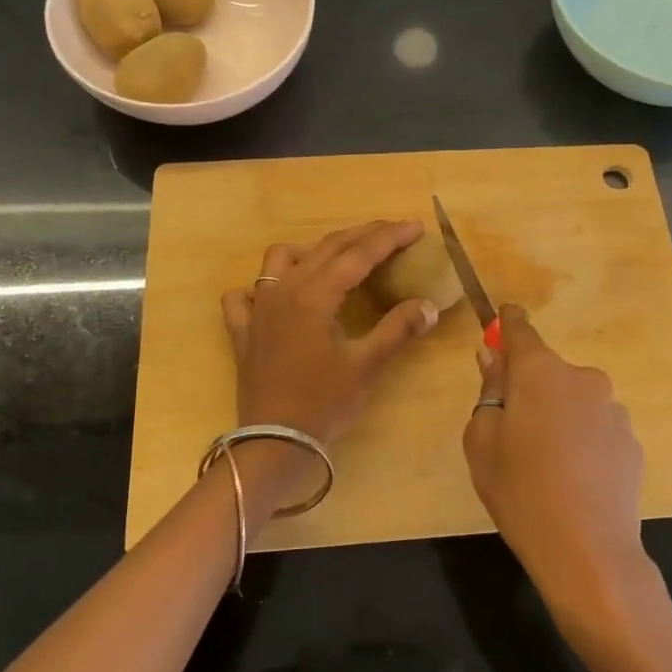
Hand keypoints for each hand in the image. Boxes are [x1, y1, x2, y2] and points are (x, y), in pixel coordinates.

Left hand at [221, 218, 439, 446]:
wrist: (274, 443)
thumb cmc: (324, 404)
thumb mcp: (367, 366)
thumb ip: (398, 329)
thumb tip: (429, 305)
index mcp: (315, 296)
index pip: (358, 255)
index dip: (389, 238)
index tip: (415, 227)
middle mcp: (284, 291)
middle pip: (326, 248)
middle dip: (362, 235)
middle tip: (393, 231)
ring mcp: (258, 309)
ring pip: (280, 259)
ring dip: (311, 251)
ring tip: (335, 259)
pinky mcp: (243, 331)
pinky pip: (244, 295)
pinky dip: (261, 287)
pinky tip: (277, 295)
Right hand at [462, 304, 650, 623]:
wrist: (588, 551)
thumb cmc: (520, 490)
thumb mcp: (482, 441)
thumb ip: (489, 391)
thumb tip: (493, 357)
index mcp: (540, 372)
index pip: (520, 331)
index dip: (509, 323)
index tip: (504, 316)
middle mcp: (582, 378)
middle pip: (548, 371)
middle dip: (531, 387)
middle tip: (514, 430)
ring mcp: (613, 409)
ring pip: (574, 400)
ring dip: (559, 415)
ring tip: (548, 463)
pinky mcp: (631, 440)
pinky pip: (596, 426)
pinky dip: (583, 439)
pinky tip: (575, 477)